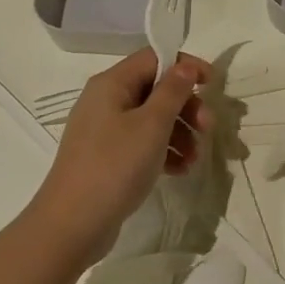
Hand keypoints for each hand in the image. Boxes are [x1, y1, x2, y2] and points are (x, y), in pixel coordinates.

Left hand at [28, 48, 211, 263]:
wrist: (71, 225)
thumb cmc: (114, 166)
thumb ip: (172, 91)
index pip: (154, 57)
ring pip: (151, 118)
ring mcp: (104, 130)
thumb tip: (185, 65)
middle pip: (155, 89)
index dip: (185, 66)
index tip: (213, 84)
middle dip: (186, 106)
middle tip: (209, 129)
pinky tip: (180, 171)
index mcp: (112, 83)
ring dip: (179, 132)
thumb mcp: (151, 125)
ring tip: (195, 158)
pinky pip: (141, 143)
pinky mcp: (107, 157)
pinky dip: (163, 151)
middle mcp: (106, 100)